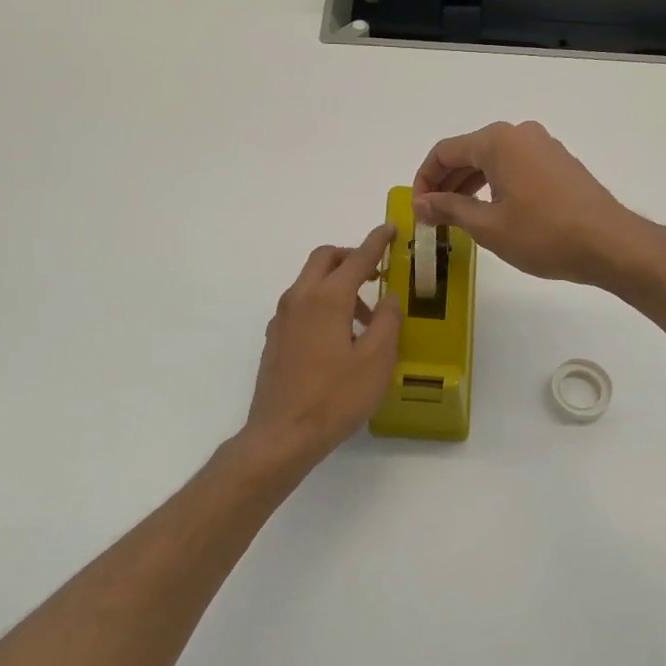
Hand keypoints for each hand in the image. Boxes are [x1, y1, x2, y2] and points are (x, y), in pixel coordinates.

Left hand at [241, 223, 402, 470]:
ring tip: (366, 318)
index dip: (376, 241)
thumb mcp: (376, 360)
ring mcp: (282, 319)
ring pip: (310, 282)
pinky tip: (339, 337)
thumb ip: (387, 321)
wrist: (282, 435)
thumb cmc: (335, 397)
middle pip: (324, 259)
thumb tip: (388, 296)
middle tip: (376, 271)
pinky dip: (323, 303)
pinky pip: (301, 305)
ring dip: (338, 284)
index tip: (390, 229)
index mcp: (327, 298)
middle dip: (351, 256)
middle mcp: (300, 299)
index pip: (357, 258)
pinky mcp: (275, 339)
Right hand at [412, 121, 647, 286]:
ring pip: (493, 161)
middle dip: (445, 183)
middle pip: (469, 152)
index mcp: (498, 141)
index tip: (417, 210)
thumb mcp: (488, 226)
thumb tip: (421, 204)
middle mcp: (520, 134)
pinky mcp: (559, 164)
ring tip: (456, 217)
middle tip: (432, 216)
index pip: (445, 152)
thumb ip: (449, 209)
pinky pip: (515, 167)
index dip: (424, 180)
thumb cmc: (543, 234)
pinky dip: (495, 186)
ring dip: (469, 186)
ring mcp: (543, 147)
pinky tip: (490, 212)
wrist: (609, 244)